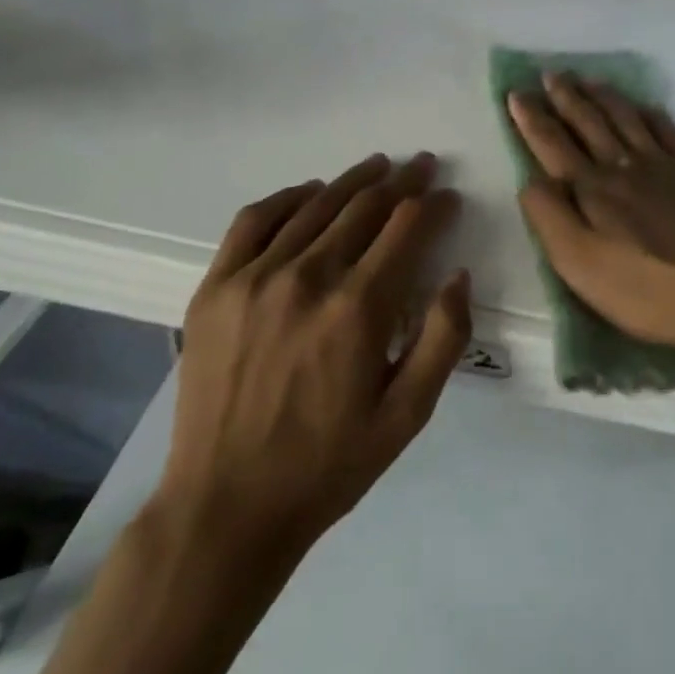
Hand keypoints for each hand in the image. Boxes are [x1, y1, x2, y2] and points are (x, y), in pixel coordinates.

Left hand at [156, 153, 470, 557]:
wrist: (224, 508)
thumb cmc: (327, 465)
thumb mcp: (407, 416)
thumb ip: (444, 339)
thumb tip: (458, 275)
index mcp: (359, 309)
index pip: (407, 227)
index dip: (434, 204)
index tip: (448, 196)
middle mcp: (308, 278)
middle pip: (365, 206)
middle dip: (402, 181)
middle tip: (422, 165)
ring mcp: (255, 278)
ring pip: (316, 205)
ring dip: (353, 180)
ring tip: (378, 166)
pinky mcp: (216, 287)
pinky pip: (254, 220)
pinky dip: (287, 197)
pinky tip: (309, 192)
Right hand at [507, 72, 674, 360]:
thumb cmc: (647, 289)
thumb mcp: (580, 266)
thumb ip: (549, 218)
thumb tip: (531, 179)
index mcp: (593, 189)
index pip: (553, 145)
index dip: (532, 119)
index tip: (517, 93)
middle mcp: (624, 166)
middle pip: (589, 123)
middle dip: (566, 98)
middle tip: (551, 74)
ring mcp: (664, 165)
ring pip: (626, 119)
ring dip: (604, 97)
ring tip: (588, 79)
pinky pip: (668, 131)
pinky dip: (651, 114)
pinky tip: (645, 107)